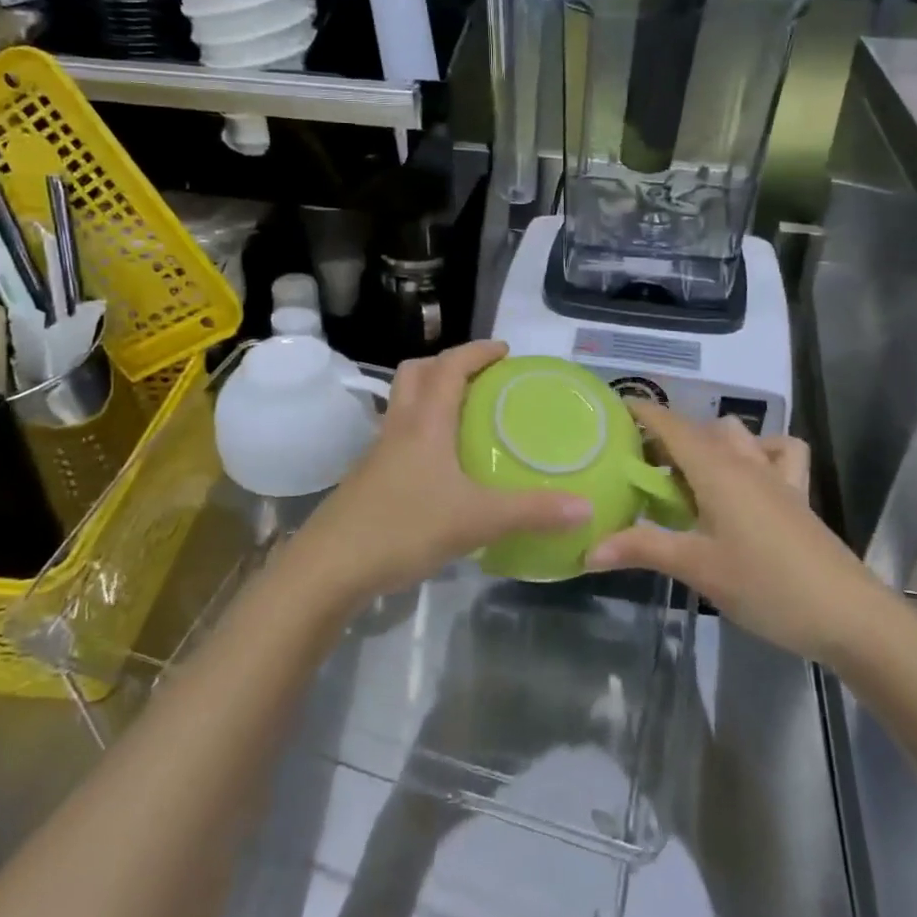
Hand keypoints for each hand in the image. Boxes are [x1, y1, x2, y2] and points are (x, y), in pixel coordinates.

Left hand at [290, 342, 590, 608]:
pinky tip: (440, 467)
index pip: (449, 366)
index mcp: (425, 422)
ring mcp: (378, 453)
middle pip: (415, 374)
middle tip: (479, 378)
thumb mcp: (477, 520)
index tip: (504, 350)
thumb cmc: (404, 528)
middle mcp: (399, 427)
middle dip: (446, 364)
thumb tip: (586, 507)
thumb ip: (532, 512)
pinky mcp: (368, 479)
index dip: (476, 351)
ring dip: (429, 396)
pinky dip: (420, 433)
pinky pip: (398, 437)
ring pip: (402, 405)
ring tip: (463, 417)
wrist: (331, 566)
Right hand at [585, 403, 888, 665]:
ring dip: (707, 442)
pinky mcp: (796, 495)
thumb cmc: (767, 585)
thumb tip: (588, 549)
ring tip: (685, 476)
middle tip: (636, 467)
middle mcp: (744, 461)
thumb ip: (642, 549)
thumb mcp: (697, 567)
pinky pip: (778, 453)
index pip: (670, 423)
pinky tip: (746, 478)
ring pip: (736, 435)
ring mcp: (775, 476)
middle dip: (665, 436)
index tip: (609, 413)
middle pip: (698, 429)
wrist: (849, 615)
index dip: (640, 411)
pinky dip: (759, 452)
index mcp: (716, 469)